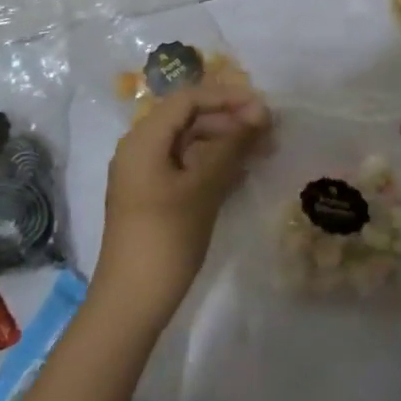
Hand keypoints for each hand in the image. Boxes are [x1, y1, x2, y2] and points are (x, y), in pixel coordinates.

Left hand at [97, 81, 270, 323]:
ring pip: (191, 143)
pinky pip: (187, 166)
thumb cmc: (166, 238)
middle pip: (189, 118)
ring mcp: (146, 174)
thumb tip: (260, 113)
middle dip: (230, 120)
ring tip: (263, 151)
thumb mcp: (203, 188)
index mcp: (144, 139)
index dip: (227, 97)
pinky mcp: (154, 197)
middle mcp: (141, 149)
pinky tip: (243, 173)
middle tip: (269, 132)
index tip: (263, 107)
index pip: (189, 99)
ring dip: (226, 142)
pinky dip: (214, 164)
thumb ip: (232, 145)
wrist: (131, 304)